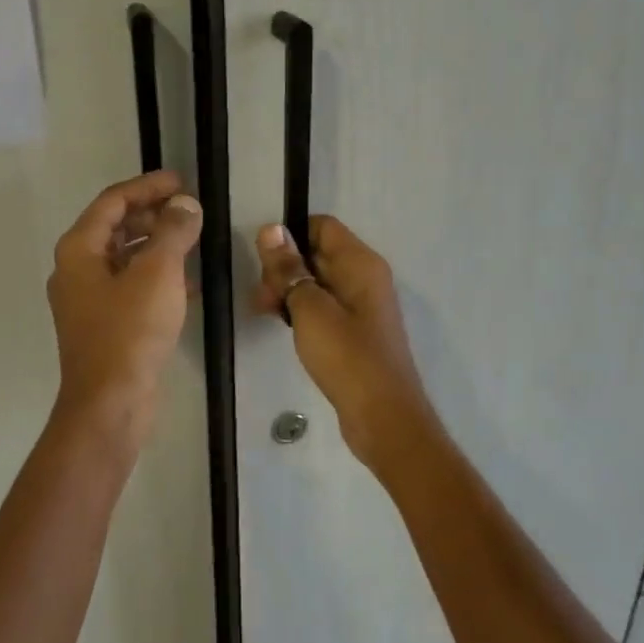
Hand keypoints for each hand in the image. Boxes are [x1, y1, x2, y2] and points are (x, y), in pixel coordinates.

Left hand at [47, 171, 202, 439]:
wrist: (110, 403)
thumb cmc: (130, 331)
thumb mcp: (158, 273)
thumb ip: (173, 232)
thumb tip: (185, 205)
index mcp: (80, 250)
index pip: (113, 201)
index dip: (147, 186)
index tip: (181, 181)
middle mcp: (77, 270)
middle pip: (116, 227)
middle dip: (153, 214)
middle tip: (190, 211)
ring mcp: (89, 300)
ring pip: (125, 258)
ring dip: (158, 245)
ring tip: (193, 241)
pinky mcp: (106, 325)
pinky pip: (131, 286)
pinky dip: (157, 276)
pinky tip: (188, 283)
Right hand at [255, 217, 443, 462]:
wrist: (383, 416)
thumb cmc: (347, 356)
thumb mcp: (310, 309)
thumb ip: (289, 268)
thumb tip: (271, 229)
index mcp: (360, 263)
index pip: (322, 226)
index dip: (290, 236)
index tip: (263, 261)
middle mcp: (365, 277)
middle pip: (318, 253)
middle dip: (284, 268)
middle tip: (261, 297)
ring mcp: (362, 306)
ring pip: (318, 282)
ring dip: (289, 291)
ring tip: (264, 313)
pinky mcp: (356, 332)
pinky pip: (325, 307)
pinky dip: (302, 311)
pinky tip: (283, 327)